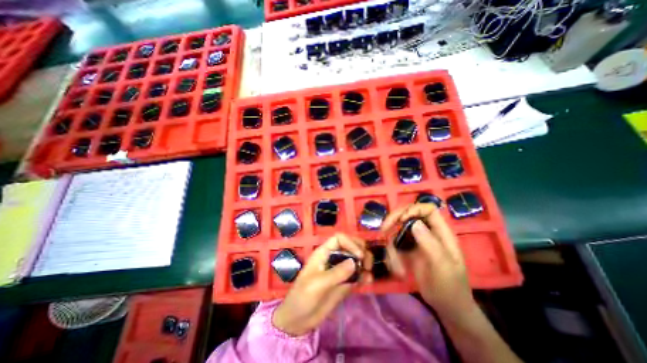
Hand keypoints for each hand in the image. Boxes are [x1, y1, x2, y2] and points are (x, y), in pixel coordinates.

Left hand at [272, 235, 373, 336]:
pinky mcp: (345, 282)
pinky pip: (358, 274)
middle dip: (361, 251)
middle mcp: (333, 258)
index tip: (359, 256)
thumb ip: (337, 273)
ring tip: (368, 274)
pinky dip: (365, 275)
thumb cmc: (303, 297)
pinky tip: (368, 281)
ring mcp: (340, 270)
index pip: (339, 238)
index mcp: (324, 253)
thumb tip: (355, 262)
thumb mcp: (318, 284)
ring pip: (356, 259)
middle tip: (367, 264)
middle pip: (350, 245)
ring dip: (365, 262)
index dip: (350, 243)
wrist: (299, 320)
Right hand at [380, 206, 473, 319]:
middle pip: (409, 214)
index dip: (413, 209)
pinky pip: (395, 244)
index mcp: (441, 233)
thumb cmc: (450, 288)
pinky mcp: (409, 250)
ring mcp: (417, 241)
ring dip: (392, 246)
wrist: (448, 308)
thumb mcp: (443, 267)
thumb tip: (414, 223)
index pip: (428, 209)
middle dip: (394, 220)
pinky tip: (397, 271)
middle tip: (383, 230)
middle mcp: (428, 233)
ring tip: (395, 266)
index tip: (400, 220)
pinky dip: (392, 255)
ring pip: (398, 231)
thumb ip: (431, 244)